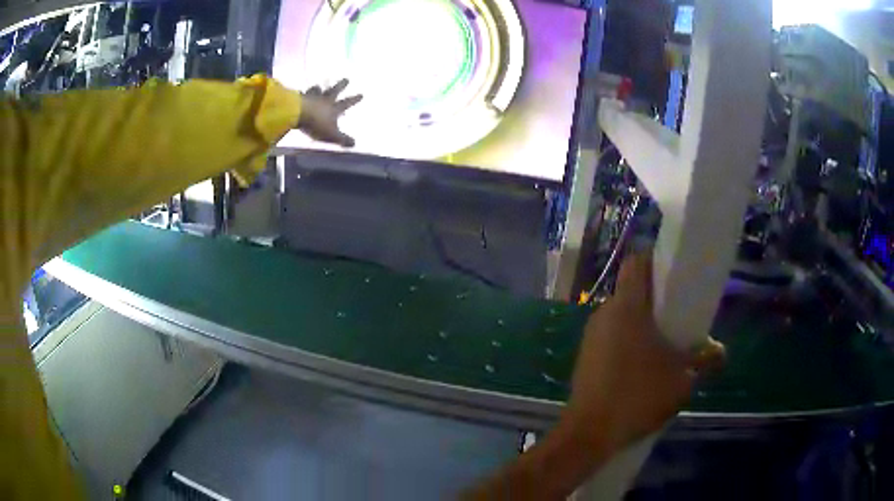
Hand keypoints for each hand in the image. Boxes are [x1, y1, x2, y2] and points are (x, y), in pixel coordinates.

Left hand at [298, 79, 362, 146]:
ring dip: (319, 89)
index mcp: (333, 108)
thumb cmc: (316, 124)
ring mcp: (311, 98)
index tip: (361, 94)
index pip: (346, 103)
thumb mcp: (331, 135)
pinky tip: (300, 93)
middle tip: (346, 79)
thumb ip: (342, 139)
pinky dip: (302, 94)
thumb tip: (354, 144)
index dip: (354, 100)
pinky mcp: (299, 98)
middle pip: (334, 91)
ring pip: (317, 91)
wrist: (297, 113)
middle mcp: (324, 100)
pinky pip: (302, 94)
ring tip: (319, 86)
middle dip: (341, 85)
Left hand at [563, 253, 724, 453]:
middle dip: (655, 300)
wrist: (589, 433)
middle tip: (678, 316)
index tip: (673, 272)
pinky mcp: (585, 356)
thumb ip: (705, 360)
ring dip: (642, 325)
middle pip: (632, 291)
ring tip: (664, 346)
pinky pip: (611, 337)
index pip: (636, 262)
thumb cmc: (638, 397)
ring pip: (621, 317)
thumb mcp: (682, 380)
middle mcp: (604, 313)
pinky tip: (642, 367)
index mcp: (627, 307)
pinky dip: (628, 342)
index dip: (654, 259)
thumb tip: (720, 352)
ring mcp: (591, 336)